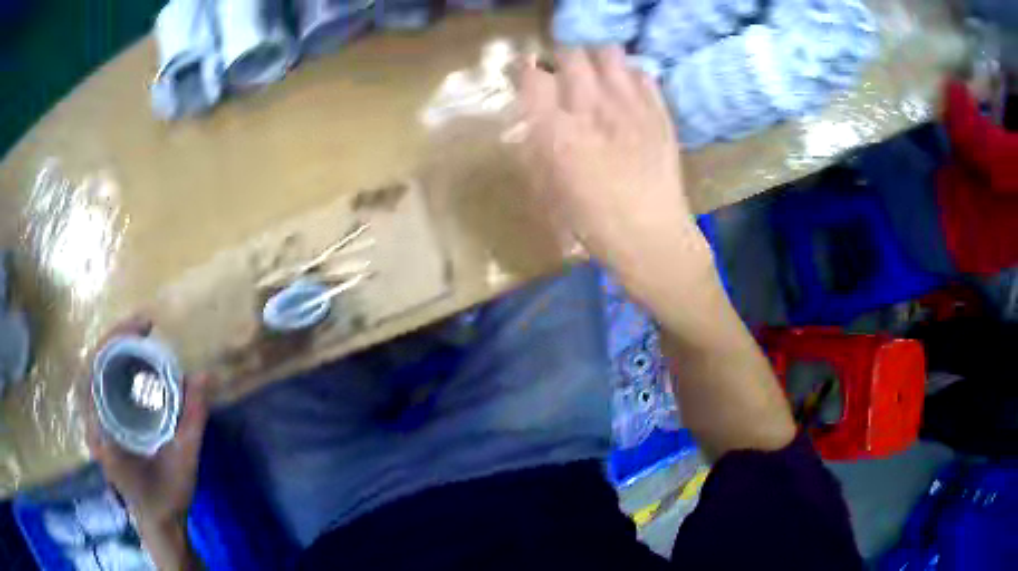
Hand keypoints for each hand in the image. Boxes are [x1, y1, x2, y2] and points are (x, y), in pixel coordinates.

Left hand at [81, 318, 209, 547]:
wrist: (157, 523)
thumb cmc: (166, 496)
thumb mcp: (184, 461)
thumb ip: (192, 419)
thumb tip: (205, 375)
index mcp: (103, 432)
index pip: (95, 370)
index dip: (114, 340)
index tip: (142, 328)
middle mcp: (92, 423)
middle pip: (92, 363)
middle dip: (116, 337)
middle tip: (144, 326)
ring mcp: (95, 423)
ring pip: (94, 372)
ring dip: (114, 349)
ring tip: (140, 339)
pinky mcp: (101, 425)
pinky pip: (100, 385)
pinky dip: (114, 366)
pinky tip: (133, 364)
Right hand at [515, 46, 717, 311]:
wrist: (652, 237)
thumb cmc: (593, 223)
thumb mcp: (548, 189)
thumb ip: (537, 145)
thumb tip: (534, 116)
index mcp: (558, 133)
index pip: (532, 76)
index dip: (525, 71)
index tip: (527, 77)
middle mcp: (592, 109)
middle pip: (571, 55)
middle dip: (561, 61)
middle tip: (564, 77)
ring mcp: (631, 106)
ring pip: (608, 53)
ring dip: (596, 60)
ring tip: (597, 78)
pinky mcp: (659, 112)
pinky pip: (641, 72)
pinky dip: (629, 75)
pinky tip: (626, 93)